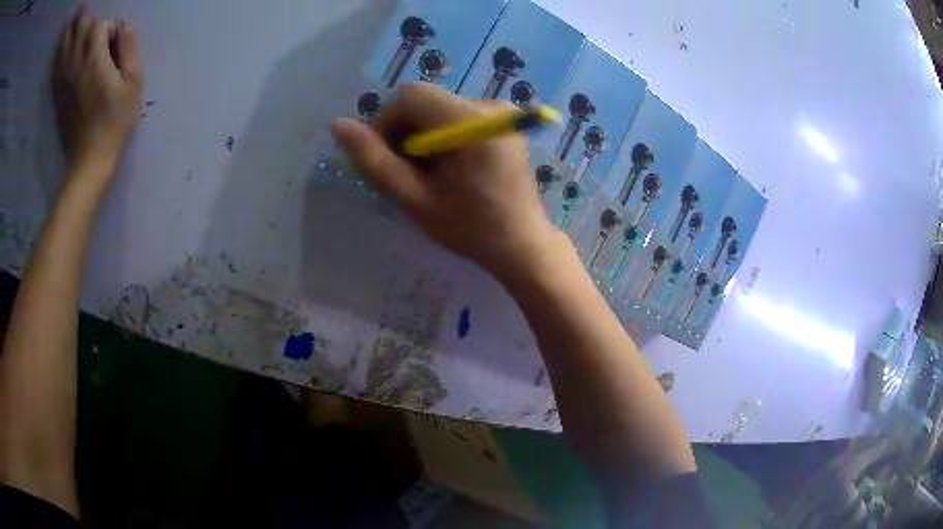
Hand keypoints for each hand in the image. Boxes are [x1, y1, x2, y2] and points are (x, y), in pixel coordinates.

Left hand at [52, 6, 141, 171]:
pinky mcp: (58, 96)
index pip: (100, 26)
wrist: (89, 160)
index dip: (109, 26)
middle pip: (78, 31)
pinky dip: (59, 56)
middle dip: (84, 18)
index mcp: (95, 59)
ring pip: (64, 48)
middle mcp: (76, 65)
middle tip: (85, 9)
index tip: (116, 39)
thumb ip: (129, 49)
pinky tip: (61, 52)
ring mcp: (64, 81)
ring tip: (73, 22)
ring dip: (69, 32)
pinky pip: (56, 69)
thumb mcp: (133, 83)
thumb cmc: (114, 120)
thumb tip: (125, 26)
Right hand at [331, 83, 559, 279]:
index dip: (387, 123)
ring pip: (439, 110)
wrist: (522, 245)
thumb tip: (339, 125)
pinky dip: (442, 138)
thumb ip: (375, 161)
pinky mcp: (504, 124)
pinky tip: (448, 169)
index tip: (384, 160)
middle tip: (407, 175)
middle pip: (426, 102)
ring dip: (422, 138)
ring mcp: (501, 113)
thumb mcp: (415, 199)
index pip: (411, 97)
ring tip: (428, 177)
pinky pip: (457, 117)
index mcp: (472, 122)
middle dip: (405, 134)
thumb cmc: (470, 228)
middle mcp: (491, 106)